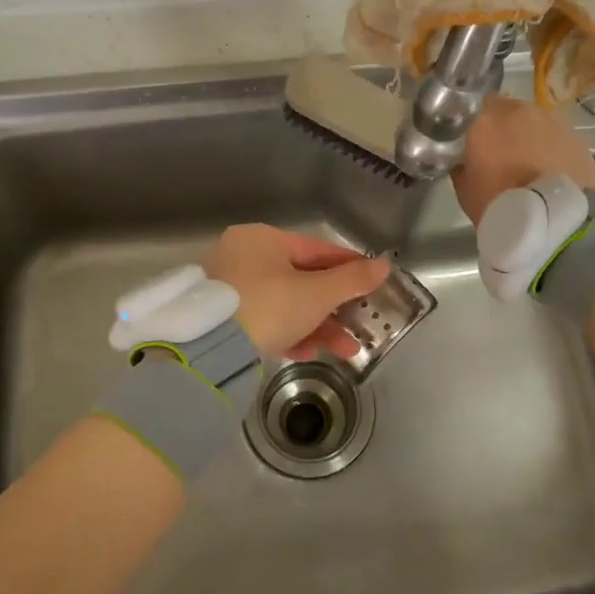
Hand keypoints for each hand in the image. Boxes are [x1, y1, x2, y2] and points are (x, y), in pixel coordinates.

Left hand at [205, 225, 390, 360]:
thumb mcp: (316, 294)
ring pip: (286, 304)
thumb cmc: (269, 307)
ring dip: (317, 327)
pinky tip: (309, 354)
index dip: (348, 265)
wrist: (210, 348)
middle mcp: (244, 257)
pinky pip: (266, 321)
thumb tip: (384, 265)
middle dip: (334, 307)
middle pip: (301, 280)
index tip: (373, 280)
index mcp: (263, 239)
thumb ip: (352, 280)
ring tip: (346, 350)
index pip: (316, 249)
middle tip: (361, 324)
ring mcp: (232, 288)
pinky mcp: (225, 318)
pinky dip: (289, 335)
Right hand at [452, 95, 594, 225]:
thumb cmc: (499, 205)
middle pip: (505, 109)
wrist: (555, 221)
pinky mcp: (576, 135)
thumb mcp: (464, 189)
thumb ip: (461, 165)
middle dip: (501, 126)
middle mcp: (517, 111)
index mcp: (484, 120)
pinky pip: (556, 135)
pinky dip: (551, 147)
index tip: (469, 137)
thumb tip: (463, 159)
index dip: (471, 120)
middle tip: (499, 152)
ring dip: (528, 135)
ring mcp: (550, 120)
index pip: (470, 105)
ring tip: (528, 163)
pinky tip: (550, 169)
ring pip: (533, 120)